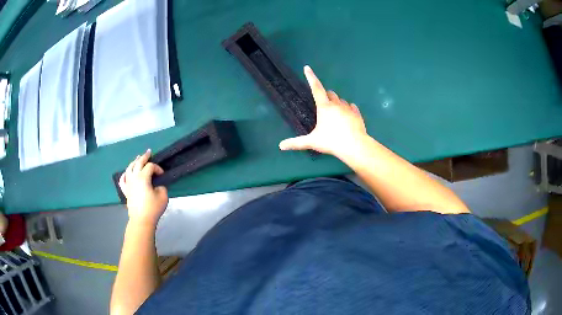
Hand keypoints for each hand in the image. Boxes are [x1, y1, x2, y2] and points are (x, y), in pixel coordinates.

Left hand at [119, 149, 167, 226]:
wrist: (141, 220)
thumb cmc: (153, 208)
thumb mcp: (163, 196)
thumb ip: (161, 186)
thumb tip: (157, 185)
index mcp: (143, 178)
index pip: (150, 167)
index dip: (157, 168)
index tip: (162, 174)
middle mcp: (134, 178)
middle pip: (138, 163)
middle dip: (144, 157)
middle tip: (149, 152)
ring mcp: (128, 184)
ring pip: (129, 168)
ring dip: (134, 162)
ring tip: (137, 158)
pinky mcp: (126, 191)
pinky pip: (122, 180)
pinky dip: (124, 174)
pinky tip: (126, 173)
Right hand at [279, 66, 367, 157]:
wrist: (354, 146)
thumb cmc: (331, 141)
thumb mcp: (312, 142)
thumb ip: (296, 143)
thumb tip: (281, 146)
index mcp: (324, 107)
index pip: (316, 88)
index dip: (311, 77)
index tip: (307, 68)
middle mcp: (337, 104)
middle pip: (330, 94)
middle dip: (326, 96)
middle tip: (323, 105)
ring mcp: (349, 109)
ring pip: (342, 100)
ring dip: (337, 103)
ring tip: (335, 114)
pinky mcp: (357, 115)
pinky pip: (352, 107)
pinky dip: (349, 109)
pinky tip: (348, 115)